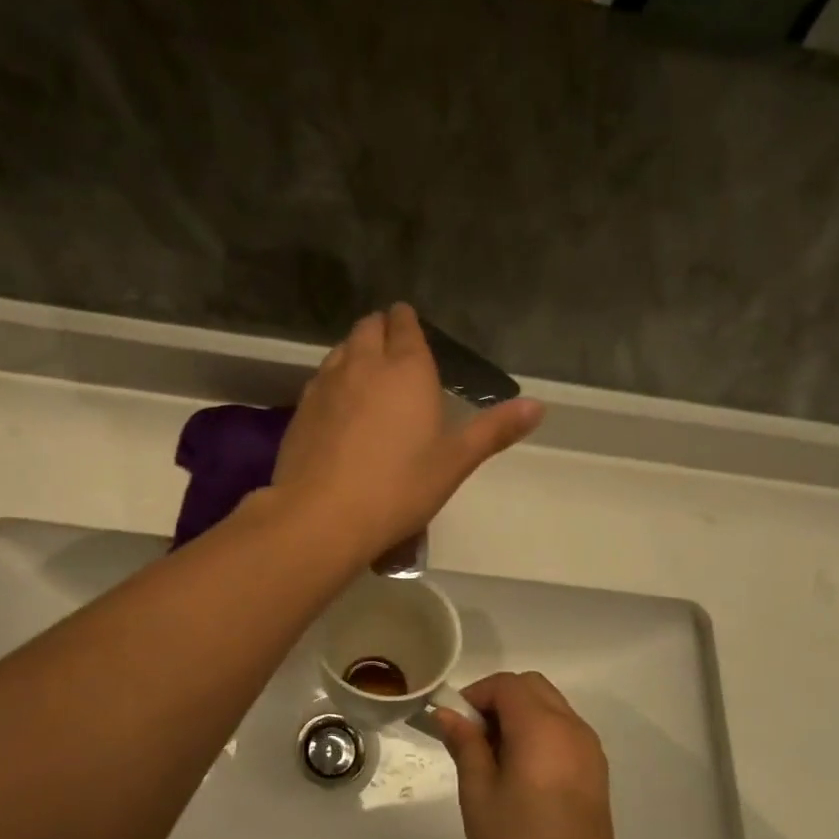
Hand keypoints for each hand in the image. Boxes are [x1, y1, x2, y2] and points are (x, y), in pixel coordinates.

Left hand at [273, 304, 542, 560]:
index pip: (405, 326)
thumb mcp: (454, 463)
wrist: (322, 516)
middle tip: (392, 347)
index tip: (409, 325)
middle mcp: (363, 365)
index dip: (407, 322)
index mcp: (406, 370)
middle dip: (381, 330)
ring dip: (354, 352)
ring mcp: (325, 384)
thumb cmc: (398, 489)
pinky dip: (332, 380)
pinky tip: (337, 405)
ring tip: (366, 372)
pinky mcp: (300, 410)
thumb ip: (493, 430)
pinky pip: (319, 379)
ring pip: (340, 350)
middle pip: (368, 329)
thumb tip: (538, 406)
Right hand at [434, 672, 622, 838]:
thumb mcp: (478, 793)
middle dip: (498, 699)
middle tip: (474, 736)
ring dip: (520, 714)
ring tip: (496, 756)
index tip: (457, 724)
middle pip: (532, 686)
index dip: (476, 694)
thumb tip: (448, 714)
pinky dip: (539, 730)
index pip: (506, 684)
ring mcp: (589, 747)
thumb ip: (465, 744)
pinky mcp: (596, 767)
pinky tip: (523, 771)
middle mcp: (571, 727)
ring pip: (550, 705)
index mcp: (541, 728)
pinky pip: (564, 728)